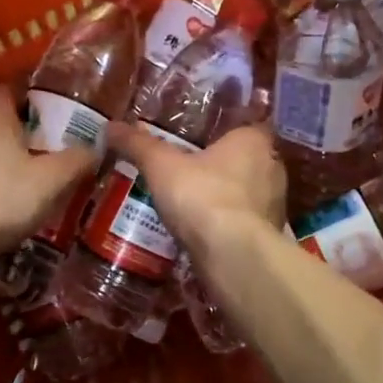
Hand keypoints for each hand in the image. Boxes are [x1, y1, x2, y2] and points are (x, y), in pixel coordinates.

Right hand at [107, 121, 286, 253]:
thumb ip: (138, 145)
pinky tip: (204, 232)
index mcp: (254, 141)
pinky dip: (228, 225)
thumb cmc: (202, 196)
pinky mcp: (268, 237)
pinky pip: (244, 223)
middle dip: (222, 166)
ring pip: (247, 194)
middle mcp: (272, 168)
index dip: (224, 132)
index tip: (200, 140)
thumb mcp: (161, 166)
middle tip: (190, 170)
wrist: (233, 255)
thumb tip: (108, 127)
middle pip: (246, 161)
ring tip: (193, 203)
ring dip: (226, 198)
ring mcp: (274, 205)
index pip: (245, 126)